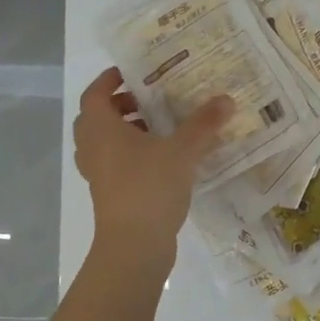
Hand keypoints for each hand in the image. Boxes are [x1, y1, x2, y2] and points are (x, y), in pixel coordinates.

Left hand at [75, 68, 232, 259]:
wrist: (134, 247)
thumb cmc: (150, 188)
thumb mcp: (183, 151)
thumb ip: (204, 123)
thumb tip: (226, 99)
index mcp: (102, 130)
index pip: (94, 94)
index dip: (108, 80)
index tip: (131, 73)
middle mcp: (94, 149)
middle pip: (96, 118)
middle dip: (119, 106)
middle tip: (148, 100)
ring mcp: (98, 174)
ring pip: (104, 143)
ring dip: (125, 131)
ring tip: (158, 127)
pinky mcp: (109, 194)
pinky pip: (114, 164)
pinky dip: (131, 155)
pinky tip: (162, 158)